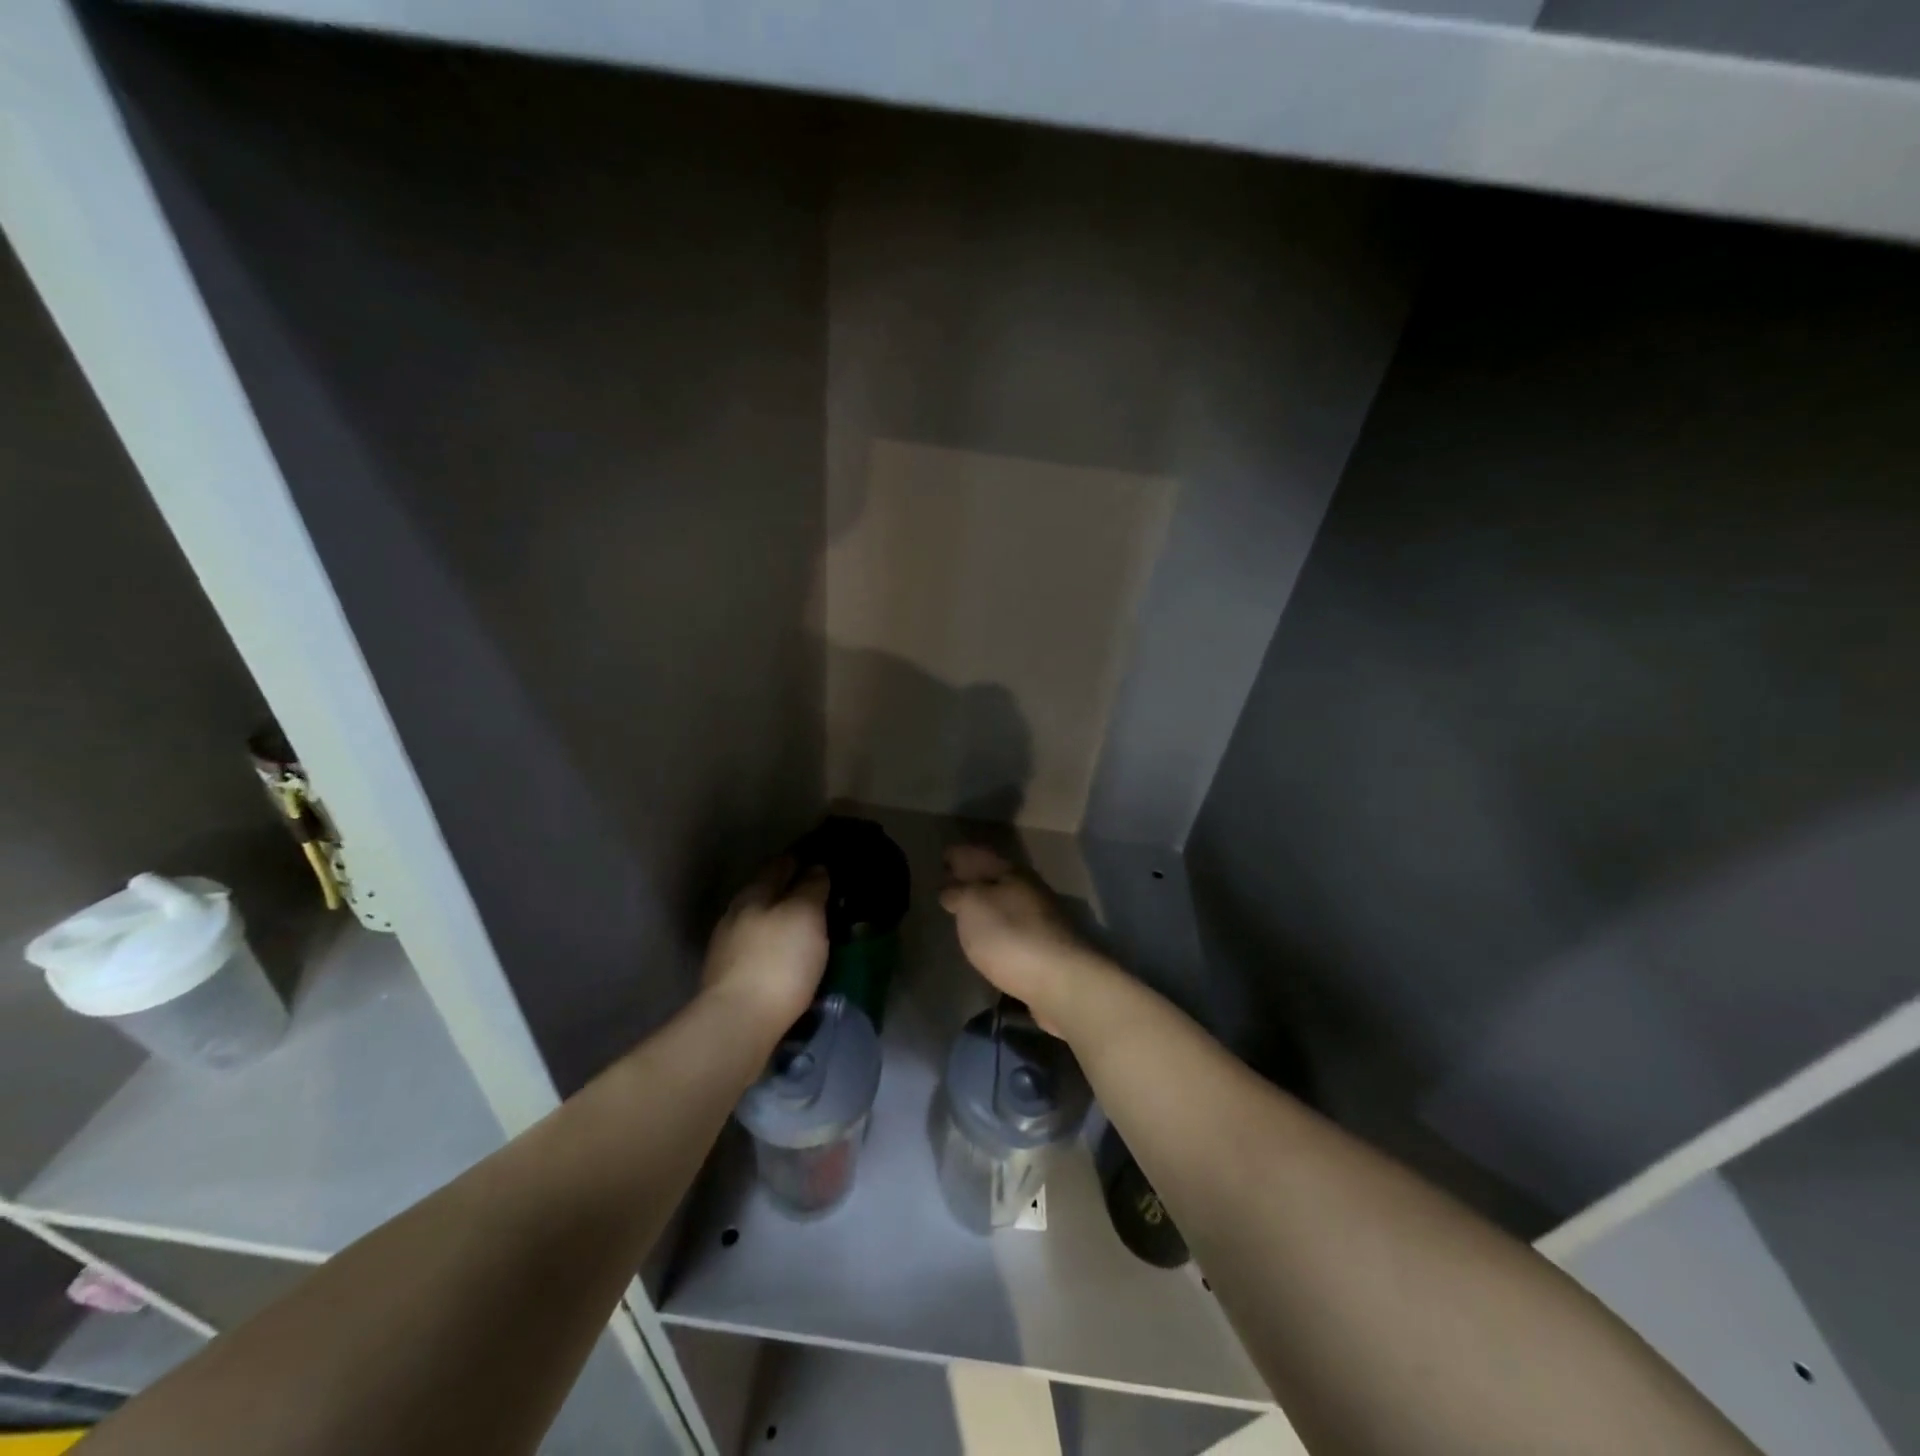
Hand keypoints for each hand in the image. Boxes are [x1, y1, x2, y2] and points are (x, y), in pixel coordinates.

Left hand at [701, 858, 830, 1034]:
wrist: (739, 1023)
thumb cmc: (779, 961)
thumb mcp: (806, 915)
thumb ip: (811, 887)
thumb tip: (815, 868)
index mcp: (754, 893)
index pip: (779, 865)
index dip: (799, 860)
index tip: (820, 861)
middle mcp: (735, 914)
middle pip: (765, 893)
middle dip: (788, 891)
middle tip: (817, 896)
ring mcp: (727, 948)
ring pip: (758, 923)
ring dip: (779, 922)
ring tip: (805, 929)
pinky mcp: (727, 979)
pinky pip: (756, 951)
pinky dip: (772, 948)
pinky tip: (786, 958)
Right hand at [939, 846, 1113, 1035]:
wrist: (1061, 982)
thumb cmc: (1010, 935)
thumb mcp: (973, 905)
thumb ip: (958, 892)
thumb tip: (951, 889)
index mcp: (1011, 872)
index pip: (979, 855)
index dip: (959, 854)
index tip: (942, 856)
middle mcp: (1028, 890)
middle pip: (995, 877)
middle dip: (972, 877)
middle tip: (947, 882)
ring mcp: (1039, 920)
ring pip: (1004, 903)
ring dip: (984, 904)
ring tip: (962, 911)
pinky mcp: (1043, 949)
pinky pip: (1011, 929)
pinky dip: (995, 928)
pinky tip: (986, 938)